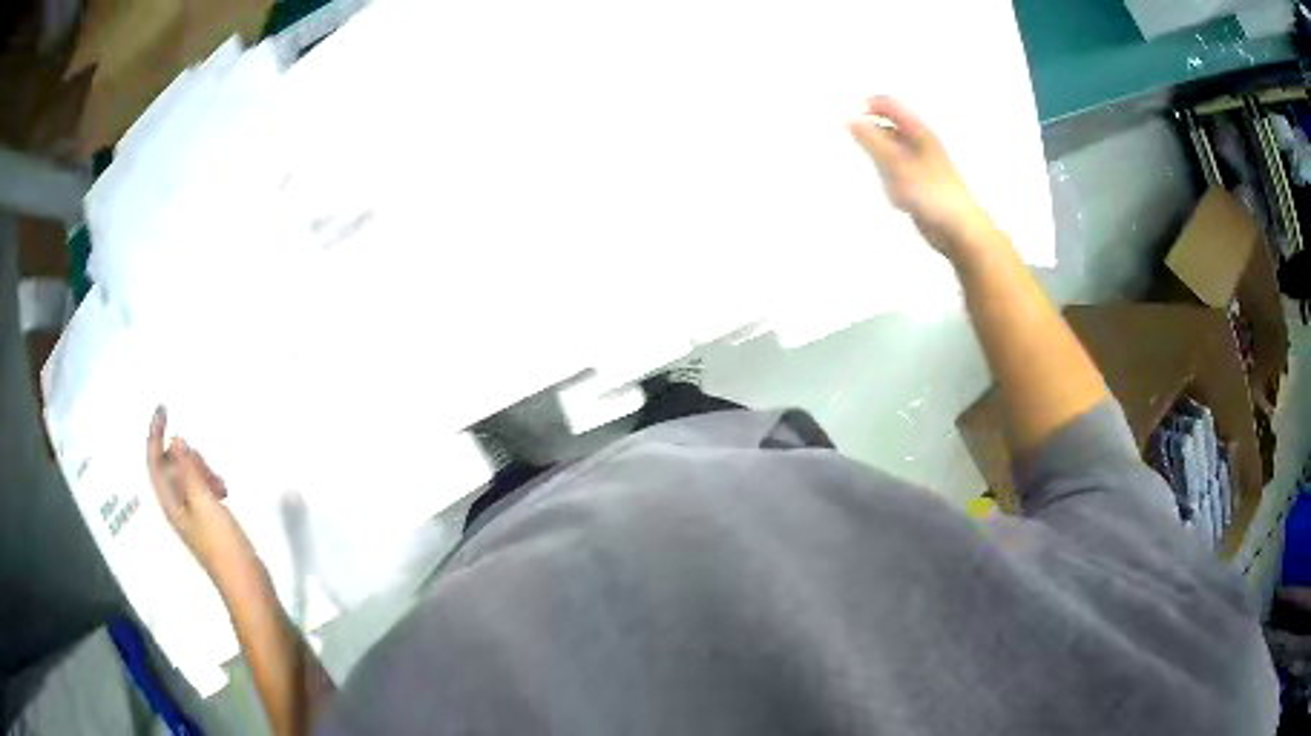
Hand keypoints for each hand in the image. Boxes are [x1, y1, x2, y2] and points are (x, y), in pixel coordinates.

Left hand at [147, 406, 256, 581]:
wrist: (246, 583)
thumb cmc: (221, 543)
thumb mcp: (204, 502)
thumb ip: (188, 470)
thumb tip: (175, 439)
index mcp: (170, 503)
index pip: (155, 461)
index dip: (155, 433)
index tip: (164, 407)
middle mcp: (176, 507)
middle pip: (171, 467)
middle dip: (186, 456)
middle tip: (207, 464)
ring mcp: (192, 515)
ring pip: (187, 477)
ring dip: (200, 470)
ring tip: (220, 482)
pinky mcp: (207, 521)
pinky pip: (200, 490)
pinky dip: (208, 482)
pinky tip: (223, 490)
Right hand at [847, 96, 993, 255]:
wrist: (959, 231)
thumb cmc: (931, 193)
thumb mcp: (898, 163)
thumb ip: (872, 141)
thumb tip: (849, 117)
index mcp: (920, 132)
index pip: (890, 105)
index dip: (868, 106)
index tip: (847, 118)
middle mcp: (920, 144)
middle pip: (888, 127)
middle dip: (869, 132)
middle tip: (852, 145)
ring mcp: (919, 165)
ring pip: (890, 151)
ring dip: (876, 157)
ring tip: (871, 171)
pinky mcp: (918, 186)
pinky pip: (895, 174)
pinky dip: (887, 177)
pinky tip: (887, 192)